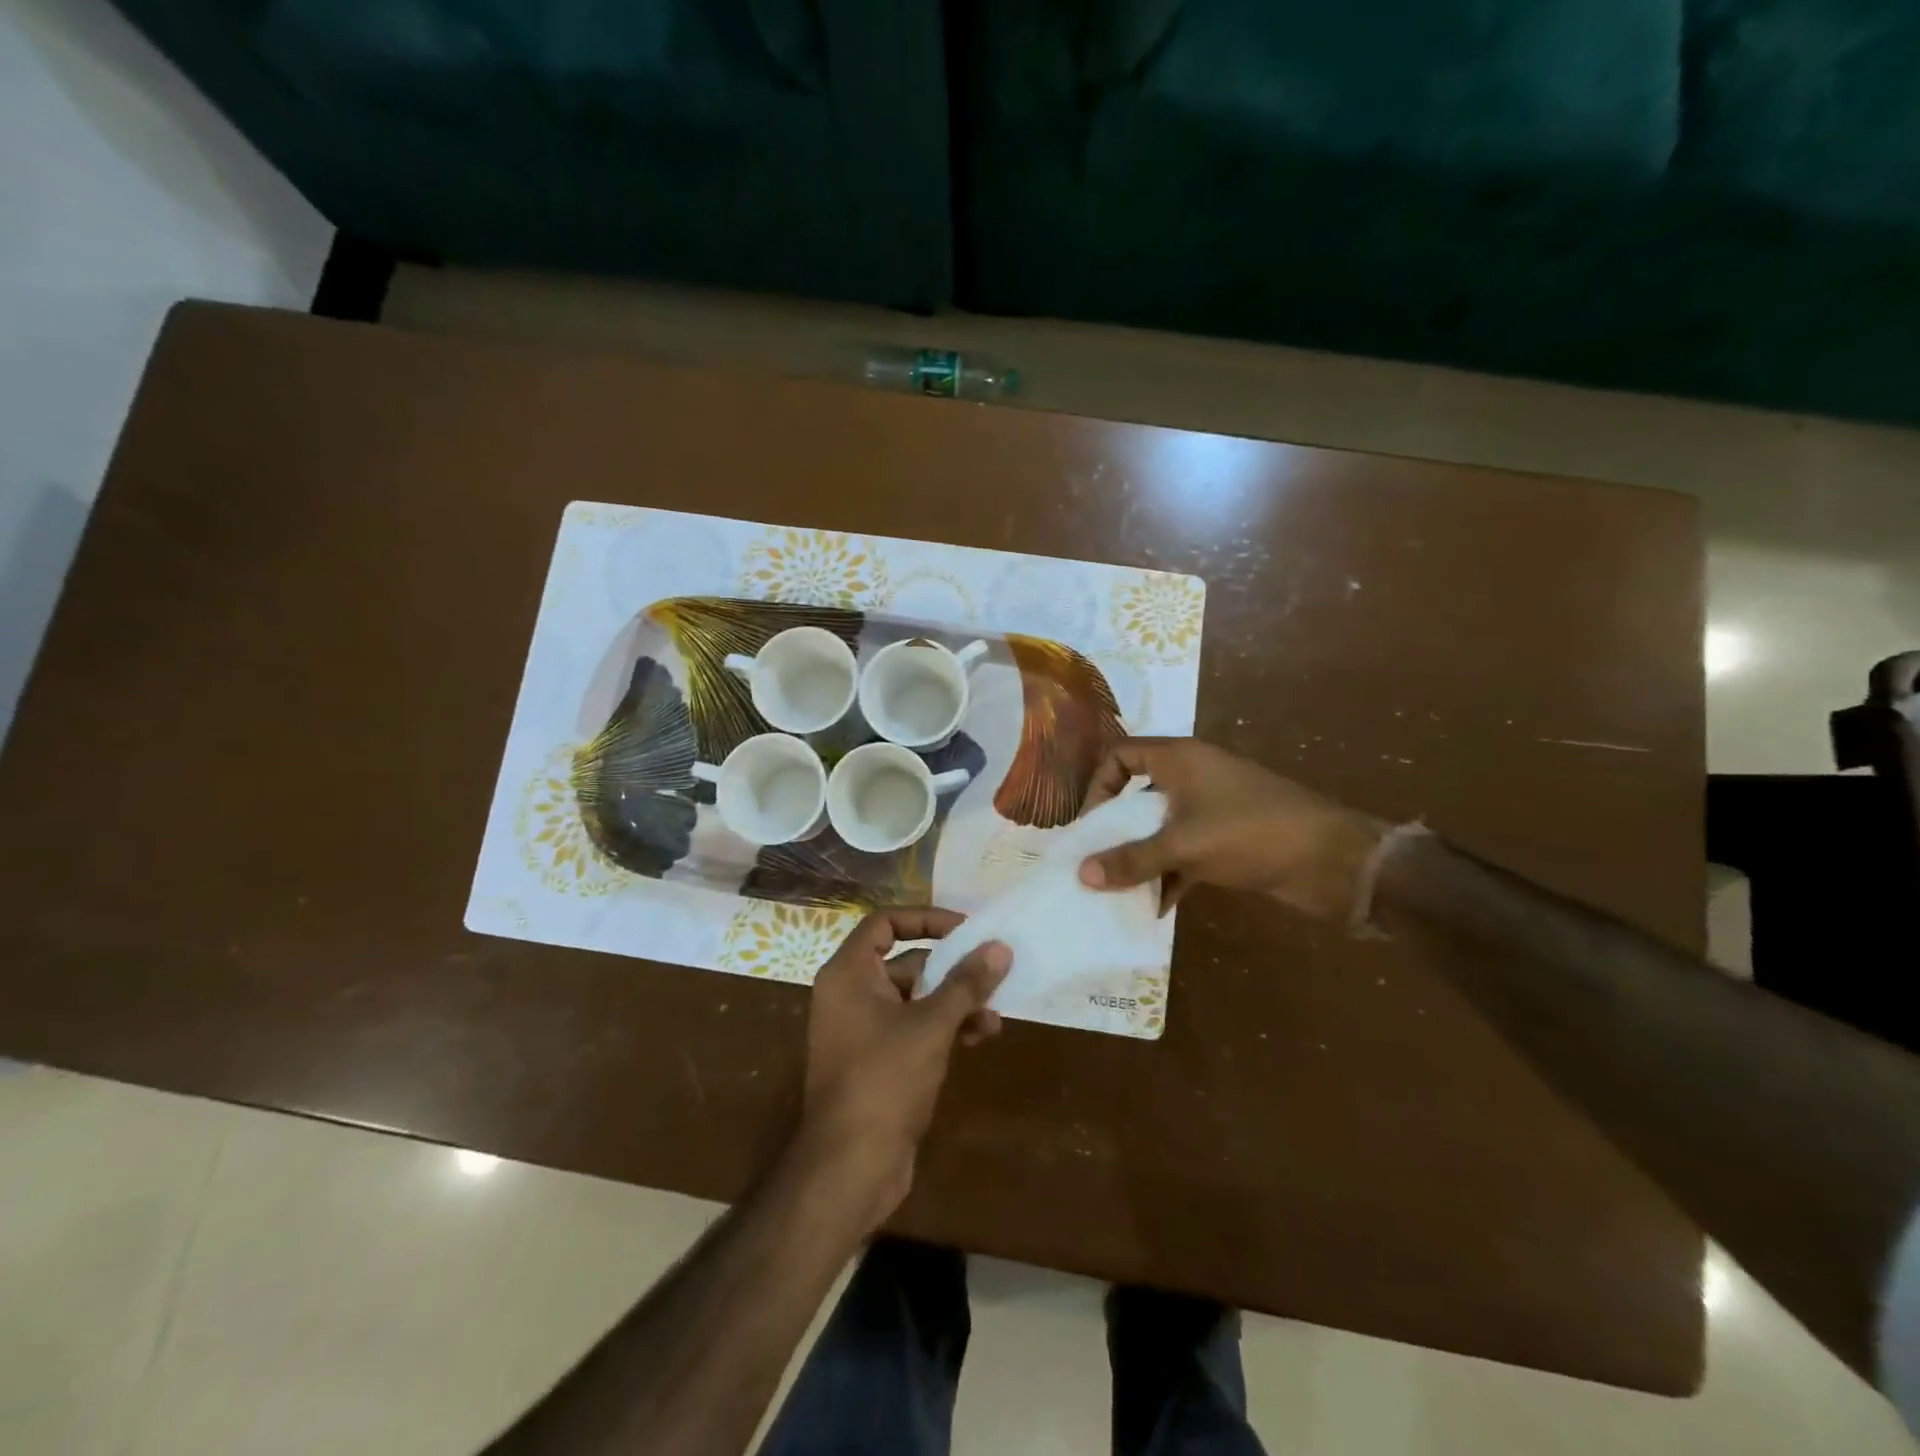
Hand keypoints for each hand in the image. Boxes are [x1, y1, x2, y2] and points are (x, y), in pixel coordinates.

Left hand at [798, 908, 1011, 1226]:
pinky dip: (944, 1028)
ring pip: (916, 999)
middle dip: (951, 969)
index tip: (965, 929)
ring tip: (994, 1015)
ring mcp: (863, 1030)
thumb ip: (966, 983)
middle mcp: (851, 994)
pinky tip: (979, 1038)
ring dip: (955, 1003)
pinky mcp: (878, 1061)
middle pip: (906, 963)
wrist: (850, 1166)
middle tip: (992, 972)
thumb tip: (1000, 948)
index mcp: (850, 974)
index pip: (885, 923)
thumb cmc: (884, 1079)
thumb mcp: (931, 1025)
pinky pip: (914, 1029)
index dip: (926, 919)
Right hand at [1078, 738, 1385, 918]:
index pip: (1121, 756)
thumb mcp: (1184, 846)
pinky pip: (1183, 852)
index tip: (1089, 825)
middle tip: (1094, 861)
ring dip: (1141, 857)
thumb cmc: (1250, 832)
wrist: (1332, 860)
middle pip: (1137, 795)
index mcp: (1179, 759)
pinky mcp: (1226, 839)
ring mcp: (1210, 809)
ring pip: (1160, 828)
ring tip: (1118, 890)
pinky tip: (1156, 907)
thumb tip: (1081, 875)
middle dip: (1115, 830)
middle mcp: (1191, 777)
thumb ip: (1131, 860)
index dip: (1099, 786)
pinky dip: (1169, 875)